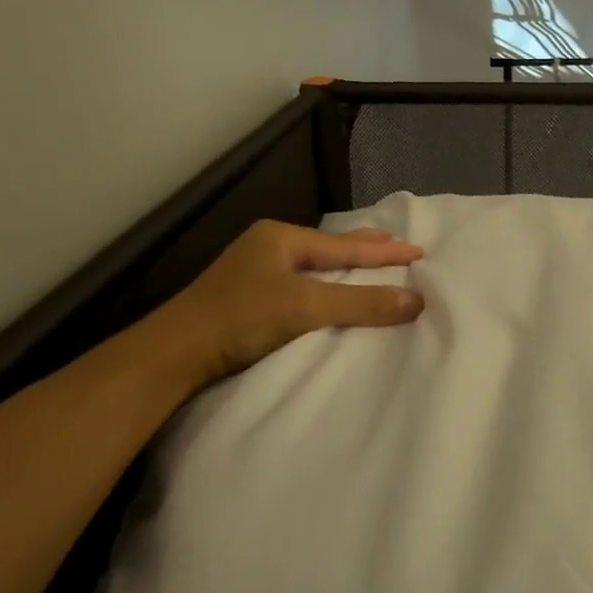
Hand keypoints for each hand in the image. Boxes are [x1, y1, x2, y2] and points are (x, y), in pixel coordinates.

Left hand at [148, 220, 422, 386]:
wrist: (174, 354)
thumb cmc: (241, 319)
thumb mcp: (305, 308)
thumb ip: (361, 303)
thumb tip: (417, 300)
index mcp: (281, 238)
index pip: (346, 246)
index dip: (385, 252)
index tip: (418, 251)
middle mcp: (269, 247)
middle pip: (330, 248)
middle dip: (365, 249)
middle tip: (397, 245)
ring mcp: (256, 272)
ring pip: (315, 265)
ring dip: (345, 267)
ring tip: (371, 262)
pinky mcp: (249, 298)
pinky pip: (302, 283)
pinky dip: (326, 285)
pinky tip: (330, 289)